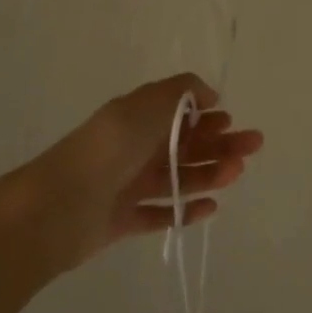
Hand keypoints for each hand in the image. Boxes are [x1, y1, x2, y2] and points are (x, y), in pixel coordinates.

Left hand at [16, 73, 263, 273]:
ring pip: (178, 178)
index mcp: (137, 118)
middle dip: (219, 143)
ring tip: (234, 173)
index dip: (207, 115)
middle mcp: (133, 149)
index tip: (231, 119)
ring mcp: (128, 185)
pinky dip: (186, 210)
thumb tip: (209, 94)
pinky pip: (161, 214)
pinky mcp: (124, 220)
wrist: (59, 206)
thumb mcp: (147, 104)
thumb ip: (182, 92)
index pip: (178, 114)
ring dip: (209, 173)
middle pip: (184, 145)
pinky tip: (211, 207)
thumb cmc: (109, 148)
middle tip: (252, 146)